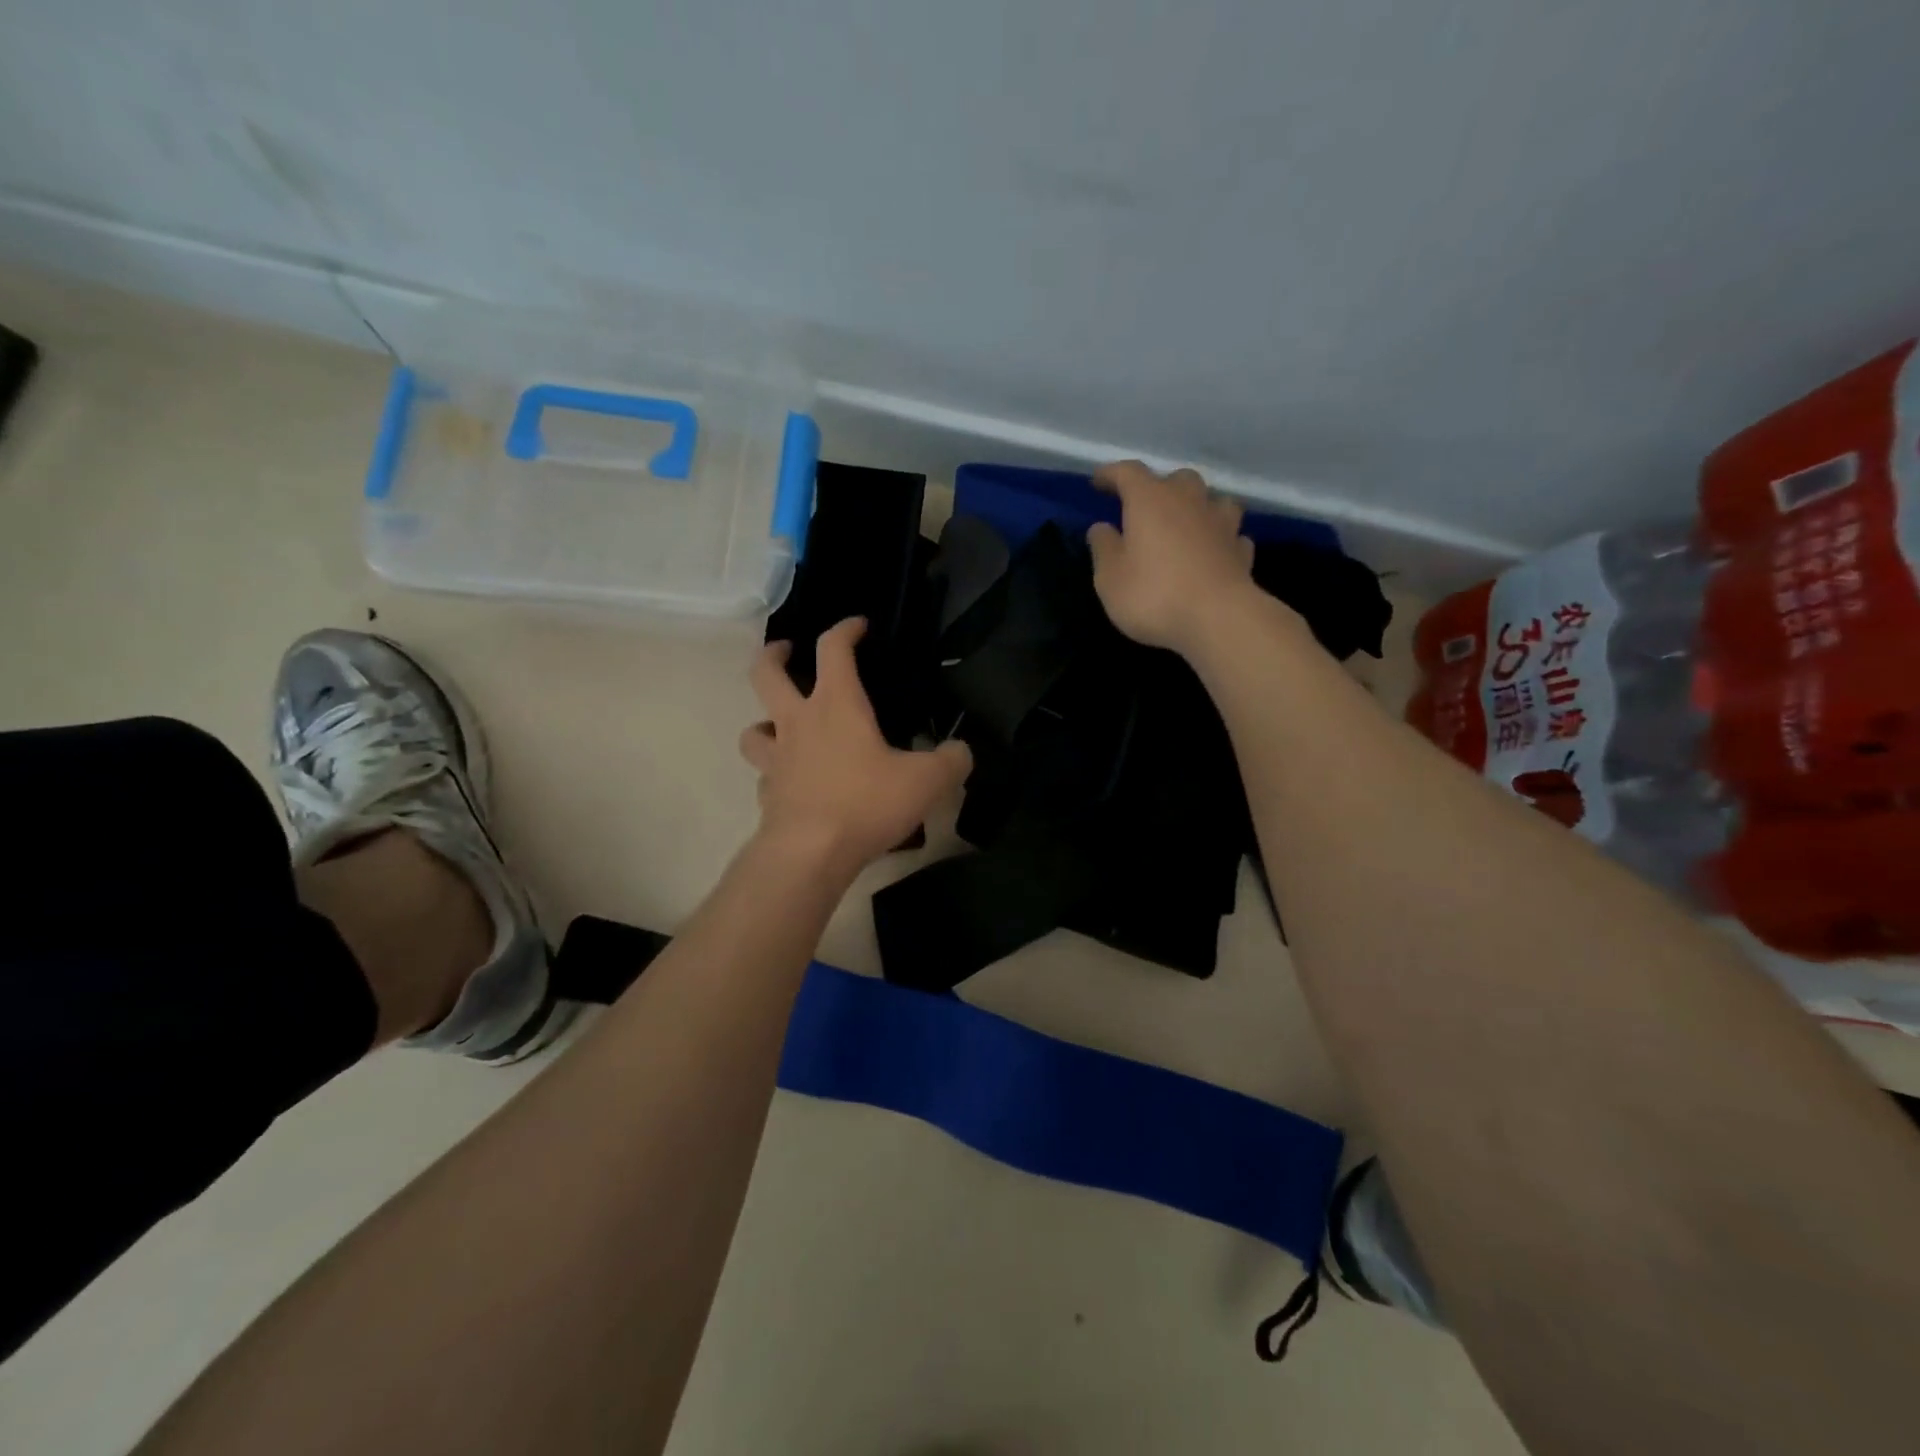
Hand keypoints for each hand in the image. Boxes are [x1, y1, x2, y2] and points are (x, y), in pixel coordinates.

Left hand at [740, 618, 972, 877]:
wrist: (811, 853)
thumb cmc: (867, 803)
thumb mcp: (927, 781)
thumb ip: (952, 761)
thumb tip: (961, 751)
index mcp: (836, 705)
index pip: (833, 649)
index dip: (845, 630)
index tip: (858, 625)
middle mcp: (798, 723)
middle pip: (765, 674)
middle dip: (774, 655)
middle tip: (786, 652)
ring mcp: (776, 760)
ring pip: (753, 728)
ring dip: (763, 721)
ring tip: (781, 727)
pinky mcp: (768, 795)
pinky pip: (765, 775)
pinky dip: (775, 773)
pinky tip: (793, 783)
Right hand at [1086, 461, 1259, 655]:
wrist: (1218, 619)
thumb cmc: (1153, 595)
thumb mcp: (1110, 578)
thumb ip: (1103, 548)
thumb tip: (1101, 527)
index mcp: (1150, 500)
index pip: (1128, 473)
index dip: (1111, 474)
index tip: (1098, 482)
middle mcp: (1189, 501)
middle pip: (1175, 479)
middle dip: (1159, 488)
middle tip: (1145, 508)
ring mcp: (1221, 524)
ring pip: (1211, 500)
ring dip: (1197, 507)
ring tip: (1186, 524)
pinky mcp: (1241, 551)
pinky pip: (1230, 534)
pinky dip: (1220, 538)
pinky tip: (1214, 551)